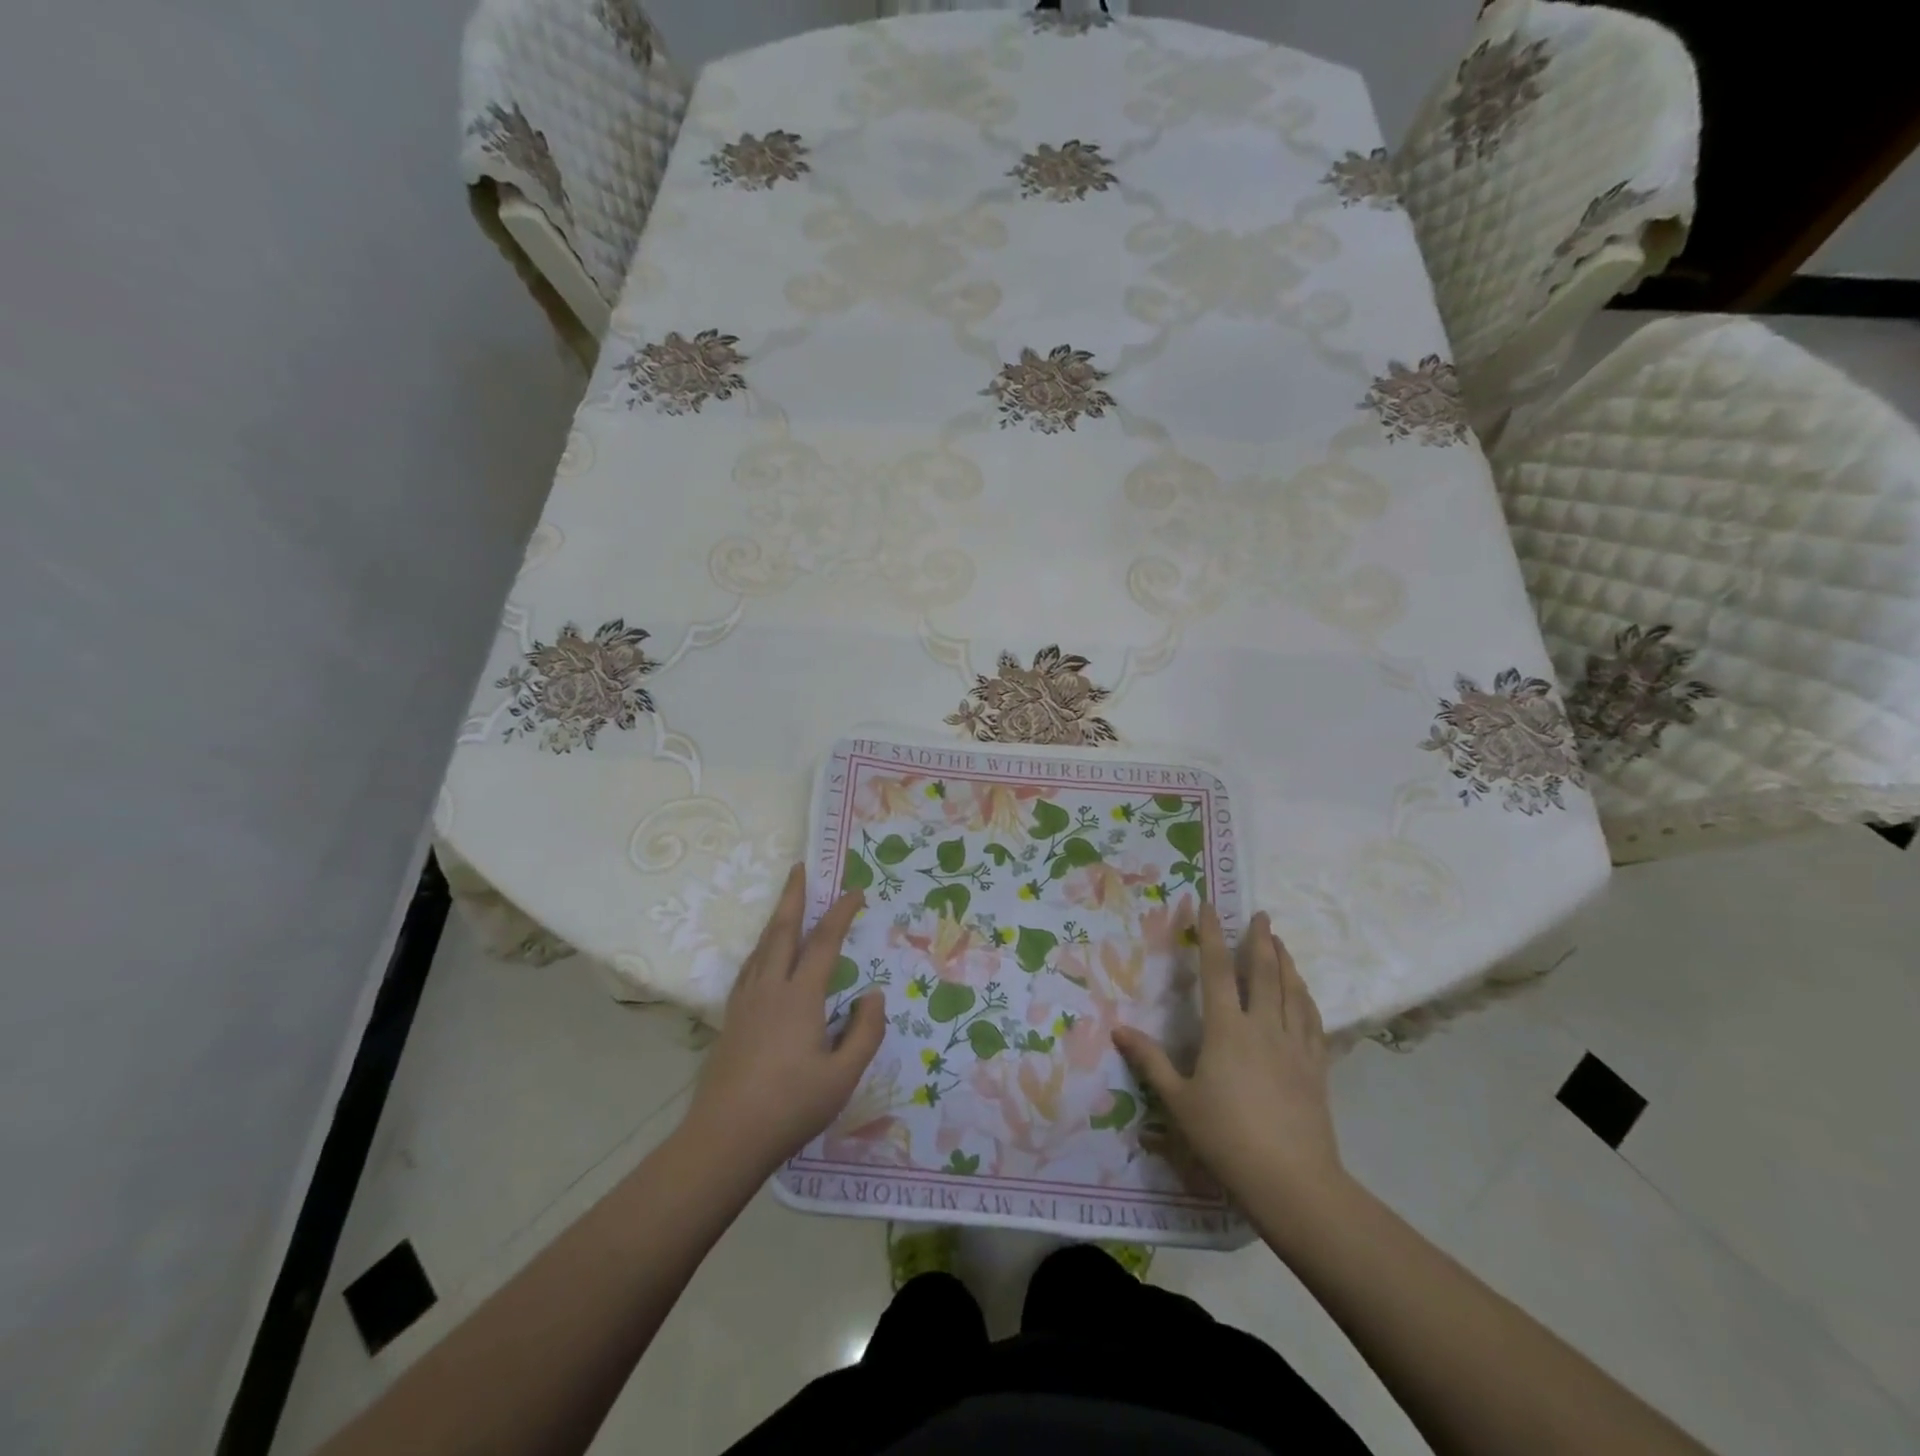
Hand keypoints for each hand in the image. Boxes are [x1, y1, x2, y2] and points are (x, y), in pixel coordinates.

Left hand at [682, 865, 885, 1175]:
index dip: (841, 914)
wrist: (724, 1139)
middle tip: (800, 868)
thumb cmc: (790, 1107)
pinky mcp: (731, 1019)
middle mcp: (769, 988)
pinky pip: (749, 968)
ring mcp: (745, 1003)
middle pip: (782, 931)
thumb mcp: (843, 1076)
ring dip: (776, 919)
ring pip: (761, 947)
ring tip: (786, 904)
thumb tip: (874, 994)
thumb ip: (865, 1032)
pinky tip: (763, 957)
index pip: (824, 944)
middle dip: (793, 896)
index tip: (856, 891)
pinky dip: (762, 948)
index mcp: (799, 997)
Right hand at [1113, 905, 1343, 1212]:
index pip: (1217, 970)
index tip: (1211, 907)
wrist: (1292, 1182)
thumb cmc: (1227, 1138)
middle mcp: (1263, 1027)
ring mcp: (1295, 1046)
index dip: (1212, 936)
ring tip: (1282, 942)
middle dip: (1261, 940)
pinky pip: (1313, 1021)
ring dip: (1287, 962)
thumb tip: (1117, 1028)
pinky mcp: (1316, 1067)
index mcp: (1227, 1030)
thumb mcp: (1179, 1101)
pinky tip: (1304, 993)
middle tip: (1262, 914)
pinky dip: (1306, 998)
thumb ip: (1150, 1061)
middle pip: (1265, 972)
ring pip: (1292, 992)